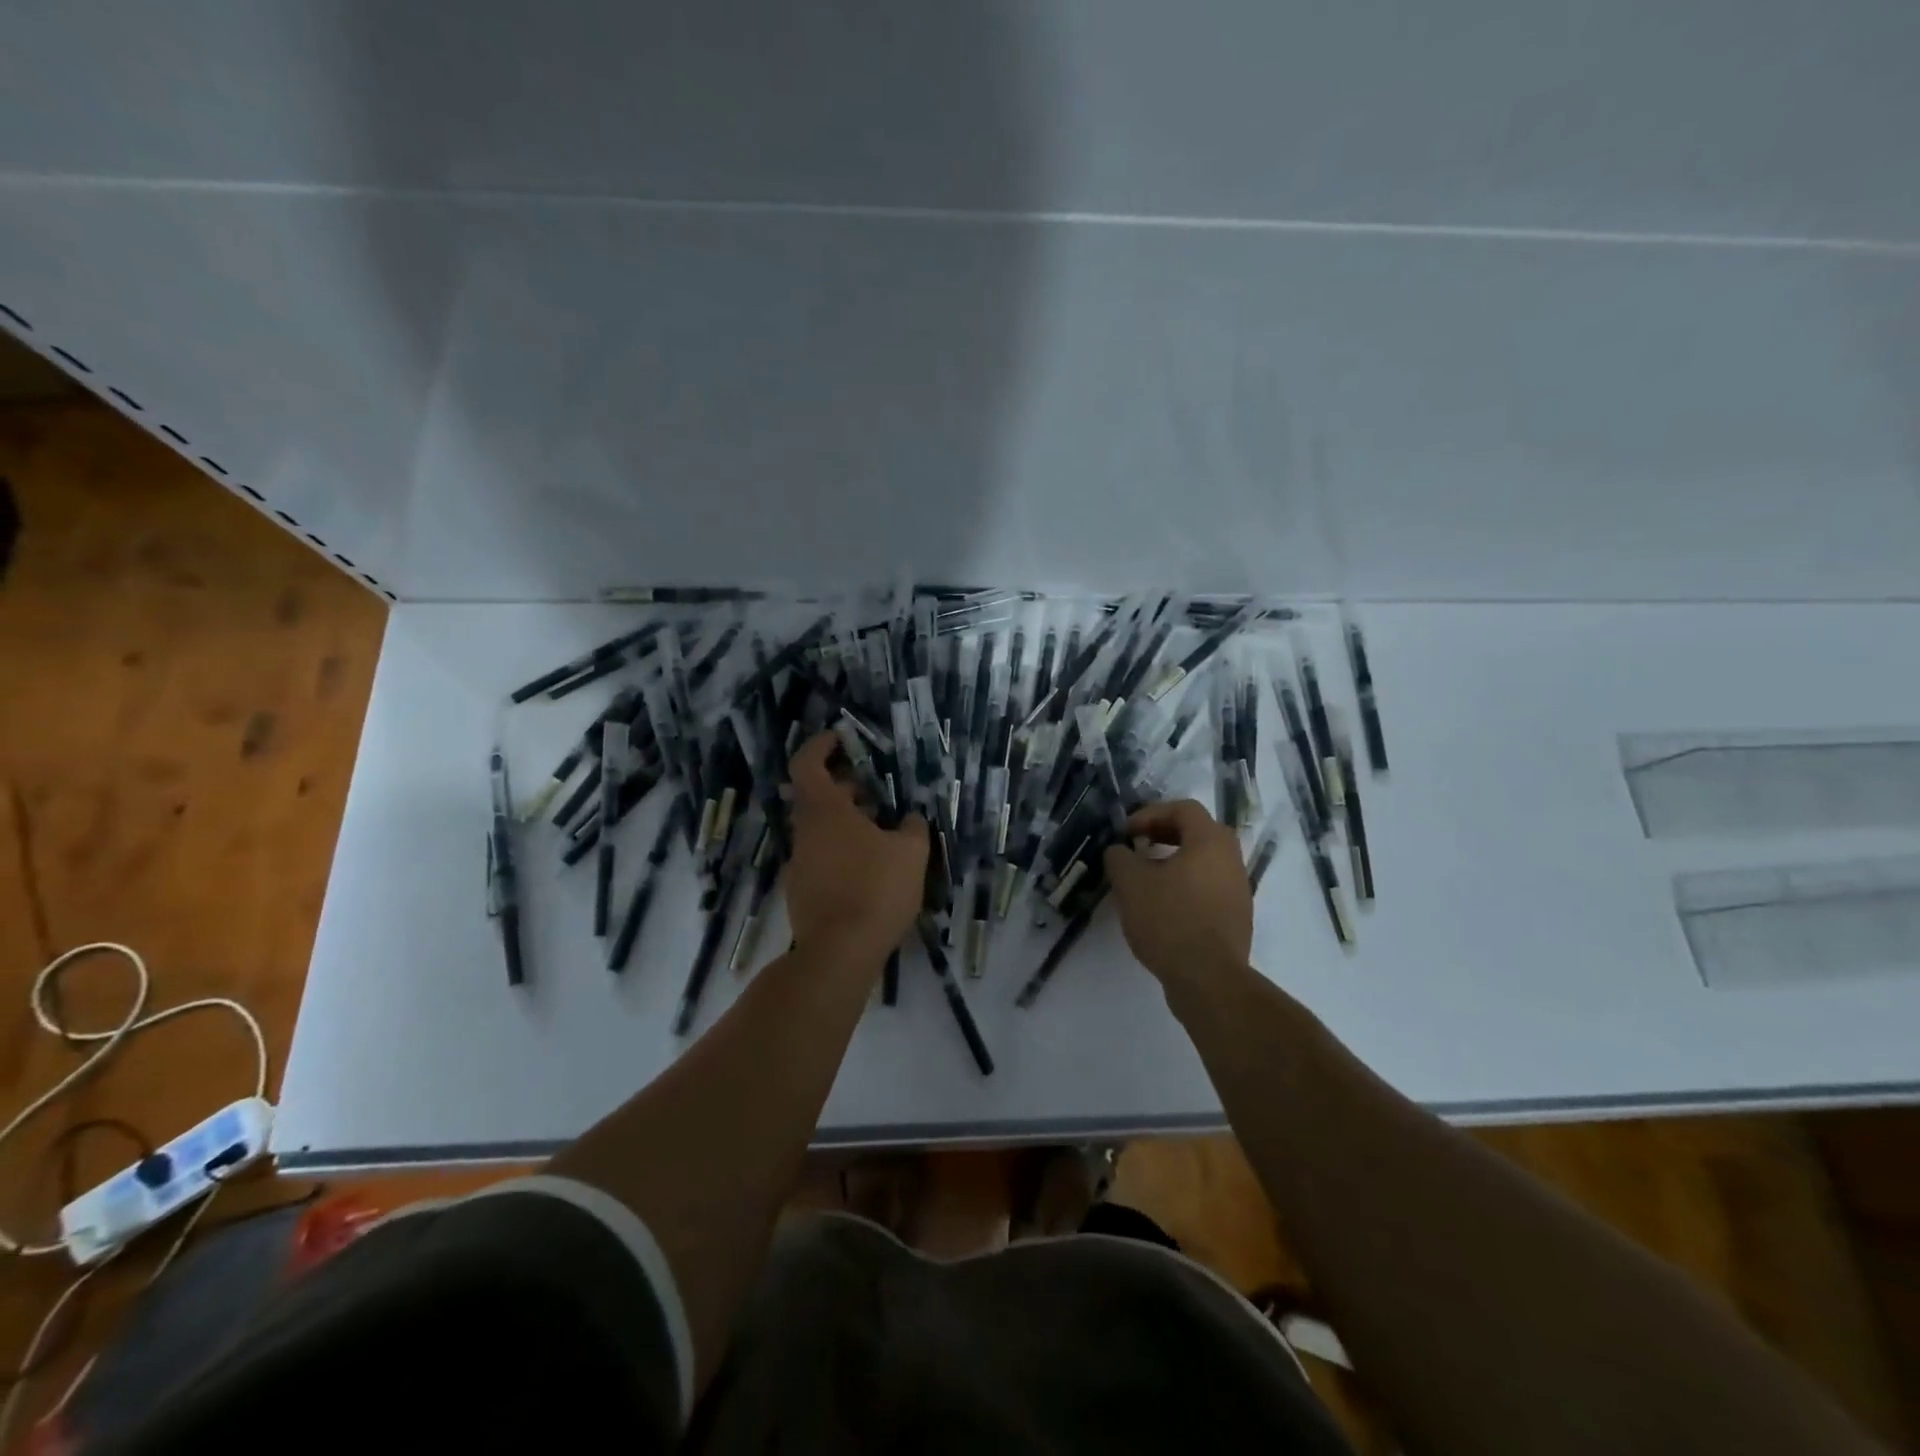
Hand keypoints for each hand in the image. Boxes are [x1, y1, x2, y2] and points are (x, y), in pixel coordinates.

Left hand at [784, 732, 928, 967]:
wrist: (839, 953)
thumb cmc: (875, 890)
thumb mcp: (911, 853)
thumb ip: (913, 827)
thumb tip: (911, 817)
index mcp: (825, 812)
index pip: (807, 764)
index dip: (820, 746)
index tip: (840, 738)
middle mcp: (805, 833)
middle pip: (816, 798)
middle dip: (845, 789)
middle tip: (877, 792)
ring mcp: (799, 864)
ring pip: (821, 830)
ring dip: (847, 823)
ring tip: (884, 832)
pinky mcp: (802, 893)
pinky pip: (823, 858)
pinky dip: (843, 851)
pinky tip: (871, 869)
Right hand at [1102, 799, 1252, 988]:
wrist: (1208, 980)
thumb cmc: (1169, 920)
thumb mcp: (1130, 883)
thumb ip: (1119, 857)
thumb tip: (1119, 851)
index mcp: (1211, 842)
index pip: (1184, 809)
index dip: (1150, 813)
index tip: (1126, 833)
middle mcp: (1231, 859)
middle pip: (1198, 832)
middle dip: (1163, 834)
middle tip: (1137, 846)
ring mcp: (1238, 890)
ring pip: (1203, 861)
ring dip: (1173, 861)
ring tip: (1145, 878)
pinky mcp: (1235, 917)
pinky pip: (1208, 887)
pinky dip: (1184, 885)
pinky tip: (1161, 906)